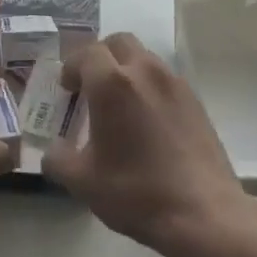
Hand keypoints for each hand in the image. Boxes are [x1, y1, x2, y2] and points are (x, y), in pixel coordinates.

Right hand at [42, 32, 251, 253]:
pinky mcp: (196, 100)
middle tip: (91, 87)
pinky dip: (149, 86)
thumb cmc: (135, 192)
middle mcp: (145, 72)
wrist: (203, 213)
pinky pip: (165, 79)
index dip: (72, 67)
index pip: (86, 53)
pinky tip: (147, 121)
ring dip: (127, 70)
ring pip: (145, 58)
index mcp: (111, 84)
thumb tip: (54, 149)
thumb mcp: (82, 181)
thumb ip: (58, 158)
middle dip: (100, 57)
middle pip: (119, 43)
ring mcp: (175, 84)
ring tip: (120, 105)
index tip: (67, 90)